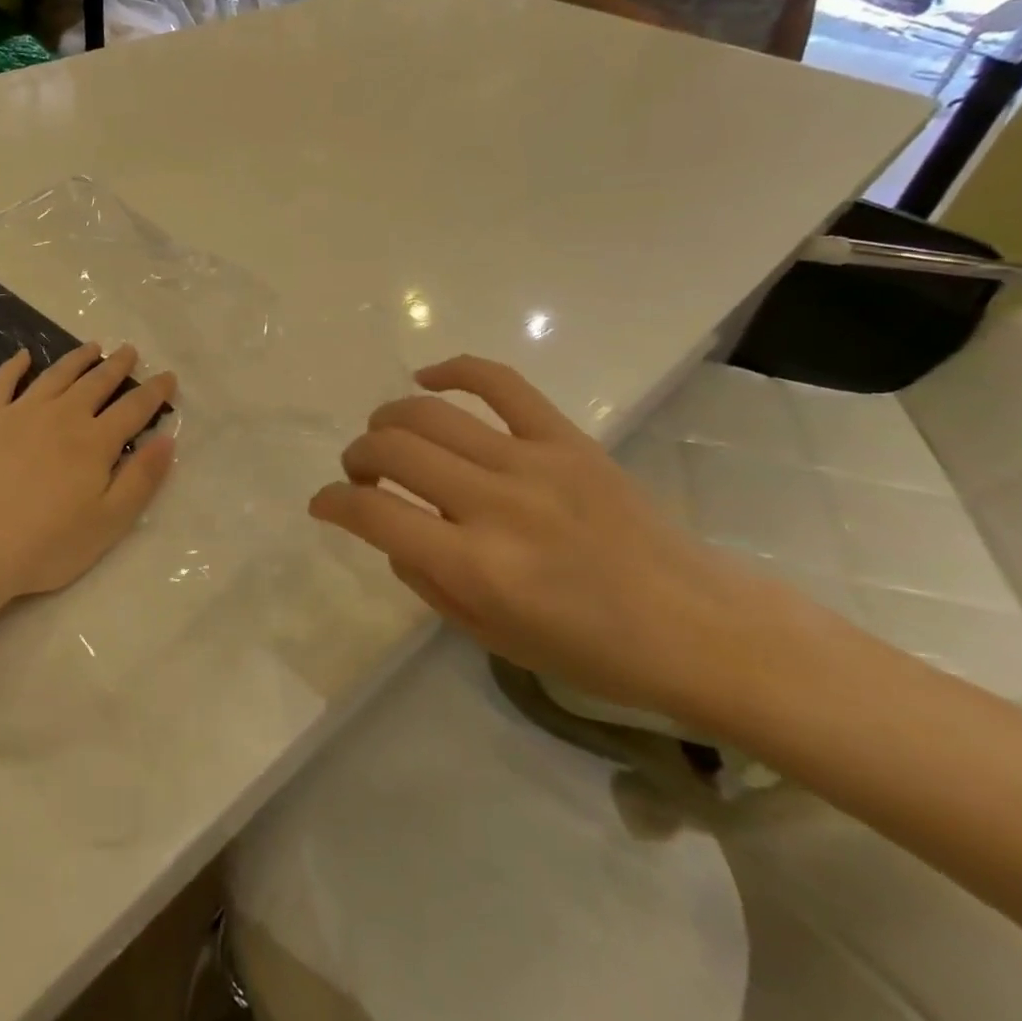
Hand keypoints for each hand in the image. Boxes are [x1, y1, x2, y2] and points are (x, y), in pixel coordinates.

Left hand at [0, 344, 176, 617]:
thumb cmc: (45, 545)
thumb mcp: (109, 523)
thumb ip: (142, 479)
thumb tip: (167, 439)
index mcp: (95, 442)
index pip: (134, 408)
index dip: (154, 391)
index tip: (168, 376)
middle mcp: (62, 416)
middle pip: (96, 383)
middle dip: (116, 365)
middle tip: (129, 350)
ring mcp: (20, 413)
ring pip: (56, 375)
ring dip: (77, 359)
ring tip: (92, 347)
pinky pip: (3, 382)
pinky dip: (15, 366)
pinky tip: (23, 356)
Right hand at [308, 356, 782, 722]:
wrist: (697, 625)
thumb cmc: (591, 650)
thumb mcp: (491, 637)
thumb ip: (427, 583)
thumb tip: (392, 534)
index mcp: (476, 567)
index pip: (373, 514)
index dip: (333, 502)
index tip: (324, 503)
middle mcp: (495, 505)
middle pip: (393, 449)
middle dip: (357, 456)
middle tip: (359, 472)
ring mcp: (532, 462)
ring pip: (430, 413)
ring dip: (388, 419)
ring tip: (384, 434)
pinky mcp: (565, 437)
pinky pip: (499, 382)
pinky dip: (453, 370)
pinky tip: (427, 377)